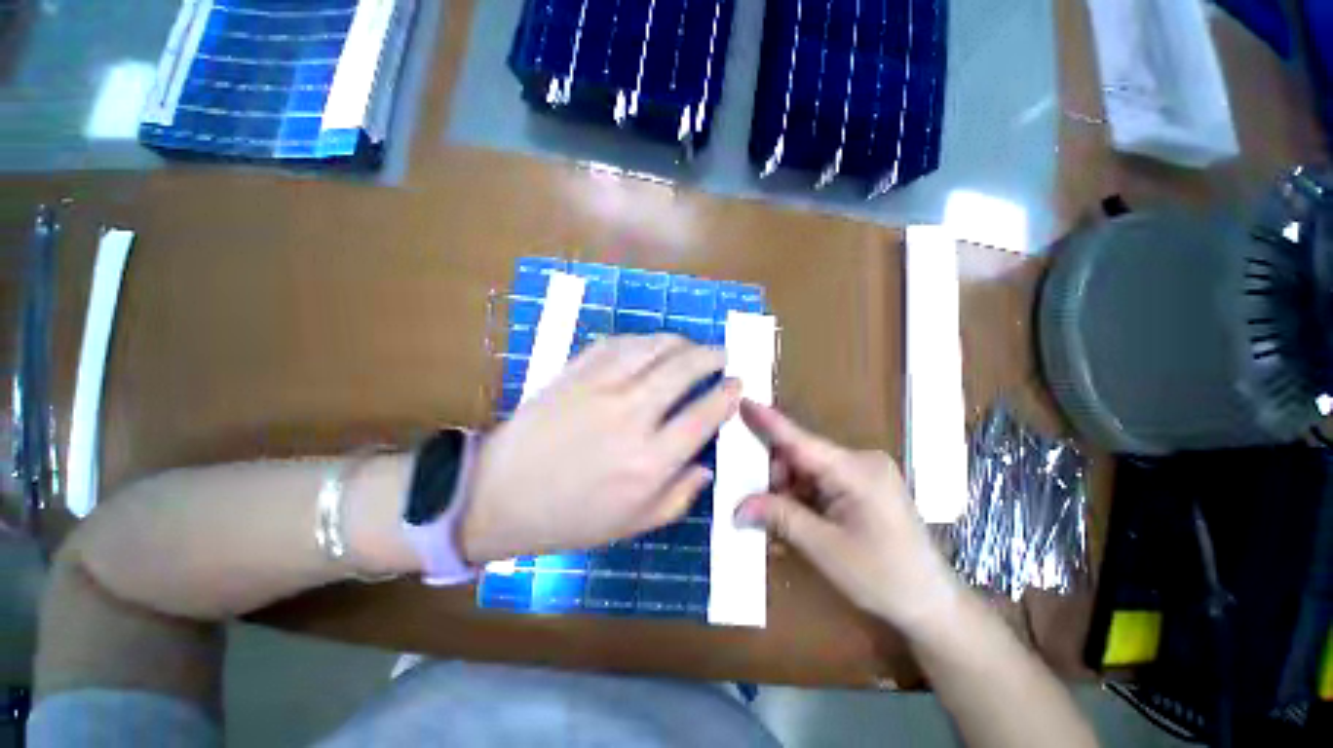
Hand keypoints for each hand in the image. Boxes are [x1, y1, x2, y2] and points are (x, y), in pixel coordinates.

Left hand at [461, 334, 739, 562]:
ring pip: (654, 347)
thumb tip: (706, 465)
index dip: (728, 394)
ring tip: (691, 347)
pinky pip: (618, 343)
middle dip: (712, 355)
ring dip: (681, 342)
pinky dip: (643, 339)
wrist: (498, 496)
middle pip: (685, 368)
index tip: (738, 384)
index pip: (705, 414)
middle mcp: (632, 415)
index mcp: (650, 460)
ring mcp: (600, 387)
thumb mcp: (632, 525)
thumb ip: (679, 496)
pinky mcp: (574, 372)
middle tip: (722, 355)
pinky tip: (651, 345)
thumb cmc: (569, 518)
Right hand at [734, 401, 959, 634]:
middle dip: (777, 475)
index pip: (801, 441)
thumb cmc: (884, 577)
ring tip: (781, 517)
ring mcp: (865, 471)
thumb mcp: (825, 548)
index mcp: (856, 471)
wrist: (933, 603)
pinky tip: (800, 516)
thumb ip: (780, 517)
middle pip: (802, 455)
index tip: (743, 401)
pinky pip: (822, 478)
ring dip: (790, 487)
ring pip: (810, 467)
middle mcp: (861, 461)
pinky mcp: (865, 483)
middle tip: (758, 503)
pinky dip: (804, 493)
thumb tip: (738, 507)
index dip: (769, 422)